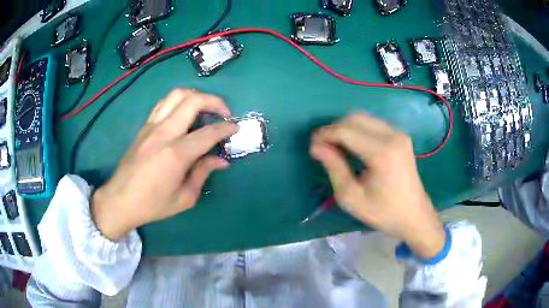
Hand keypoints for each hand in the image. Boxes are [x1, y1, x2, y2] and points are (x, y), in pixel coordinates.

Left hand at [91, 89, 238, 240]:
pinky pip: (164, 103)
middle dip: (215, 101)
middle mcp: (164, 133)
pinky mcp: (144, 127)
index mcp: (177, 154)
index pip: (209, 132)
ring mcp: (152, 126)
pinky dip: (179, 101)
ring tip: (205, 108)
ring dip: (195, 96)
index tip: (236, 127)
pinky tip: (183, 113)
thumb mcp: (184, 197)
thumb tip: (222, 160)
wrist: (120, 200)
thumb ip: (203, 173)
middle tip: (224, 112)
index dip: (226, 128)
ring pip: (176, 95)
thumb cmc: (153, 204)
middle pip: (193, 100)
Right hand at [310, 113, 444, 258]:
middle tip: (322, 147)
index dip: (325, 135)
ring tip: (335, 147)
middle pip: (354, 118)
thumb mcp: (352, 198)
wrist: (414, 215)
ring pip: (363, 117)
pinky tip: (353, 145)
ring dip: (345, 128)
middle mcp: (393, 136)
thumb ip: (334, 168)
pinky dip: (358, 129)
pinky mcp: (401, 136)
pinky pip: (373, 123)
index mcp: (382, 153)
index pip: (345, 131)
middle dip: (334, 129)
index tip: (312, 148)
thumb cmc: (383, 212)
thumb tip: (317, 146)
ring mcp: (399, 134)